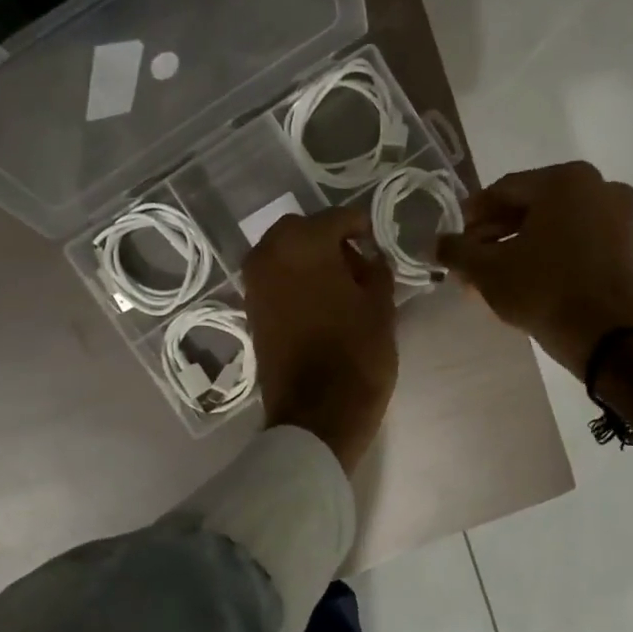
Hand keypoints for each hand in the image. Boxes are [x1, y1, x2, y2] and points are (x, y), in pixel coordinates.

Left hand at [243, 207, 397, 474]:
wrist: (316, 413)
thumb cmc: (356, 354)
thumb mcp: (381, 305)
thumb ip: (375, 267)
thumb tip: (367, 253)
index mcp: (302, 243)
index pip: (337, 218)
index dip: (361, 226)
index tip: (377, 240)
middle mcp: (269, 254)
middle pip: (303, 230)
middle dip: (329, 238)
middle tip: (357, 261)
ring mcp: (254, 282)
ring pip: (284, 252)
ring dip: (309, 258)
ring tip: (340, 283)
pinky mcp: (250, 309)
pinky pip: (275, 278)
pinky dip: (294, 279)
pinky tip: (320, 299)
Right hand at [437, 161, 632, 375]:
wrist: (604, 335)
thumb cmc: (542, 289)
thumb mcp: (487, 269)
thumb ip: (456, 250)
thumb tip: (434, 244)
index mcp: (565, 180)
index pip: (504, 190)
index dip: (473, 215)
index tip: (455, 237)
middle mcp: (597, 186)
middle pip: (530, 206)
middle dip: (495, 233)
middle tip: (470, 258)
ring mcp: (617, 216)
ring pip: (553, 224)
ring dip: (518, 245)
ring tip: (490, 274)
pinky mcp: (626, 245)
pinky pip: (575, 239)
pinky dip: (548, 252)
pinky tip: (522, 277)